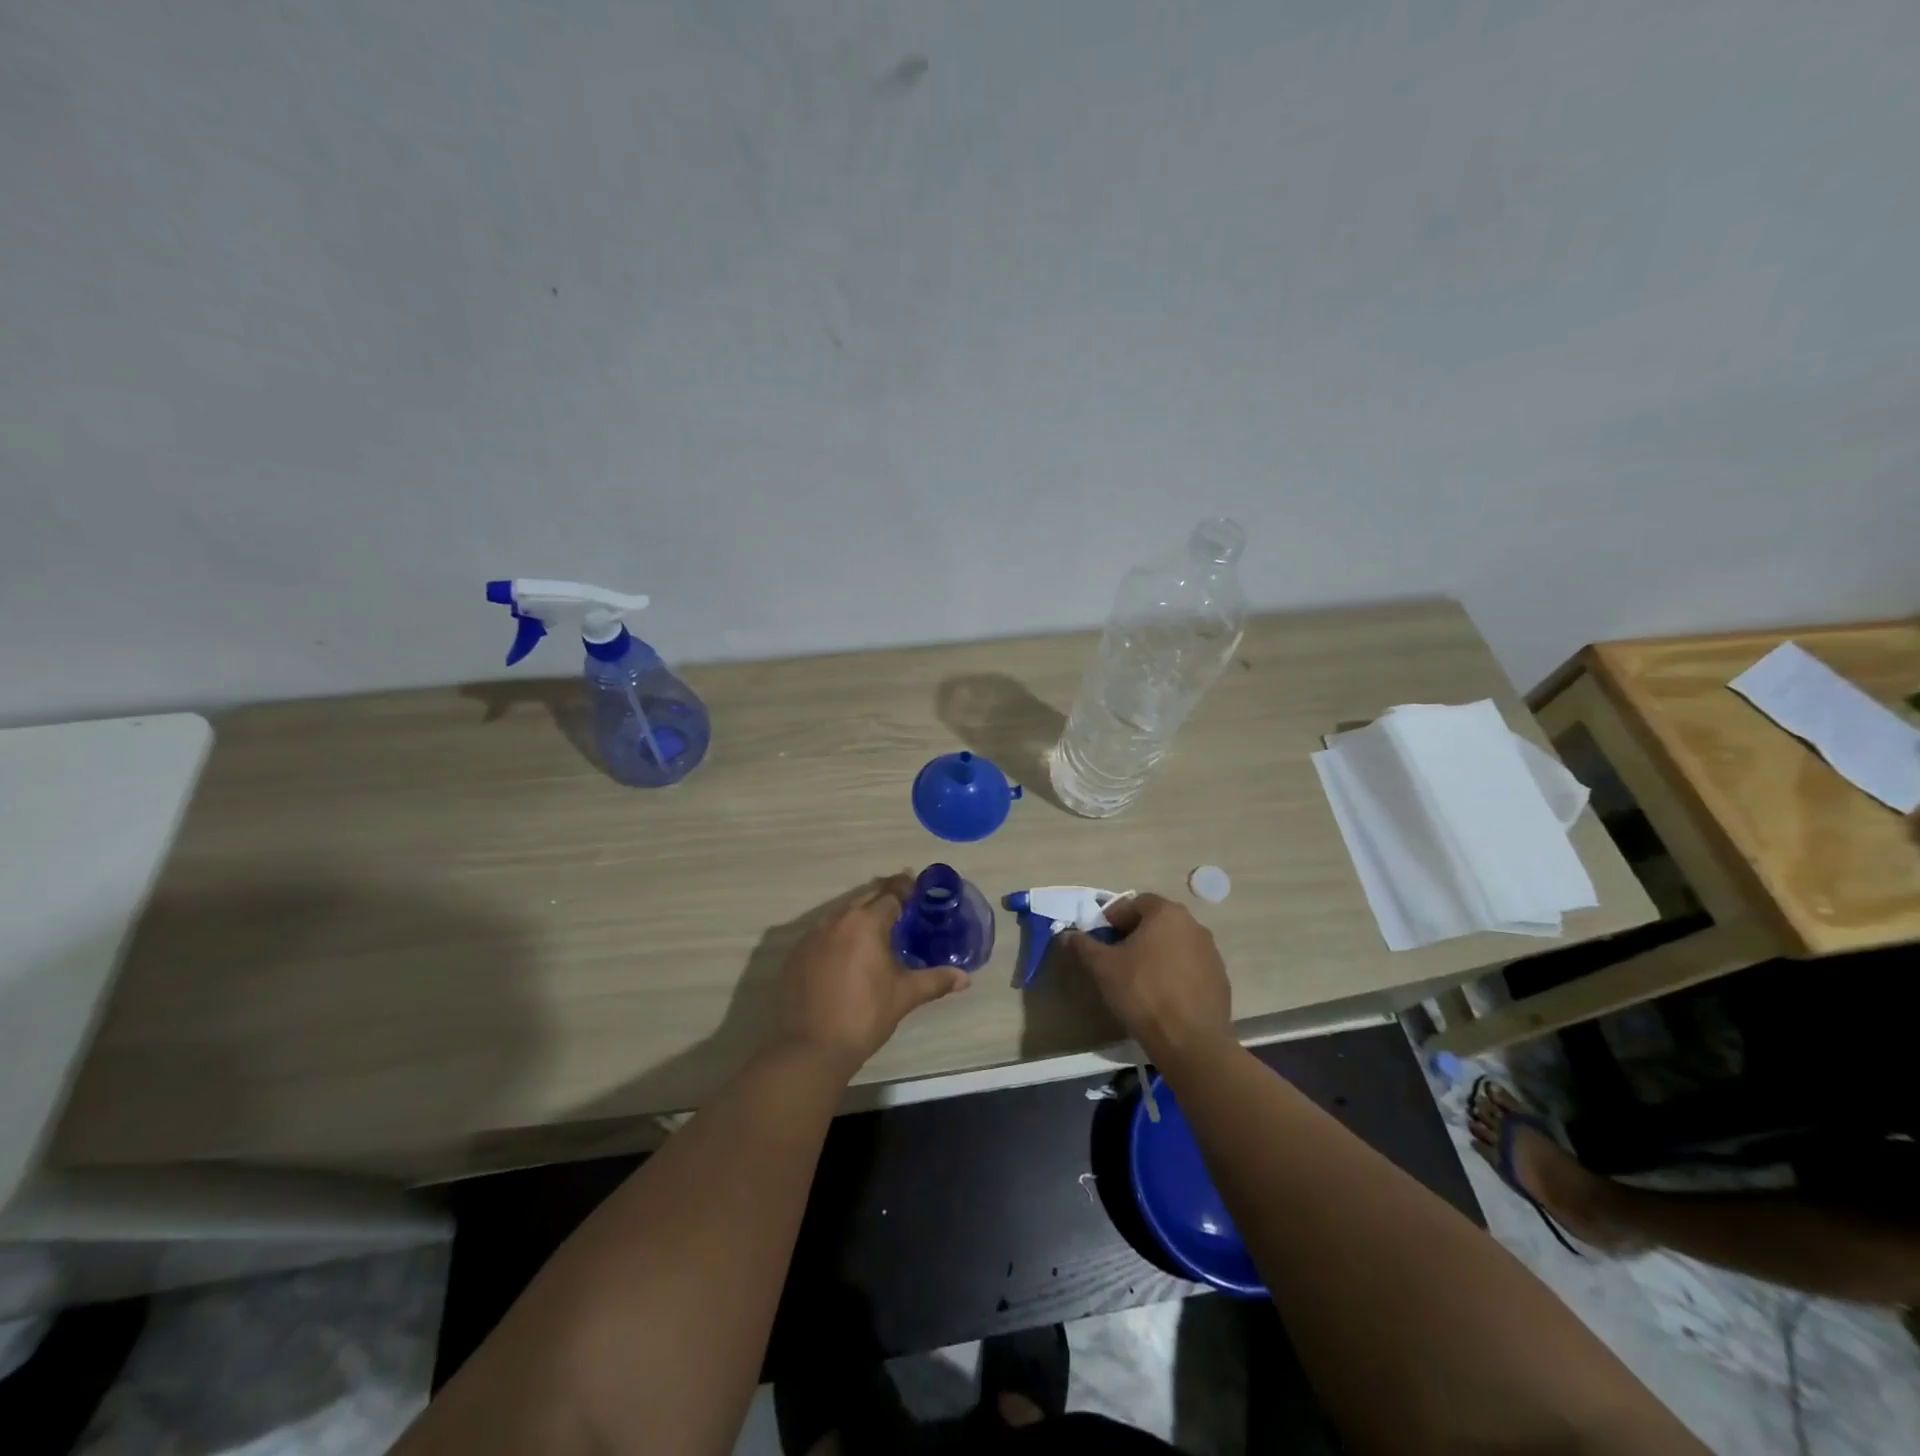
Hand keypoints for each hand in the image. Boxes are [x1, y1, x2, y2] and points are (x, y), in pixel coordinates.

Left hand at [770, 872, 970, 1074]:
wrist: (809, 1048)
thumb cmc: (864, 1015)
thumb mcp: (904, 996)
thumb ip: (935, 981)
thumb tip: (964, 977)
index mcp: (866, 923)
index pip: (891, 894)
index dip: (905, 889)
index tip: (917, 889)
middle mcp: (836, 920)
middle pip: (864, 899)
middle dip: (883, 899)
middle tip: (901, 908)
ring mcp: (810, 937)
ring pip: (840, 916)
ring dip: (858, 918)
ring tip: (874, 932)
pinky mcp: (795, 955)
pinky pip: (821, 935)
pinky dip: (837, 937)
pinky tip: (845, 956)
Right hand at [1063, 894, 1230, 1064]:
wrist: (1190, 1041)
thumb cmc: (1143, 992)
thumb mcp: (1103, 967)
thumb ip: (1083, 946)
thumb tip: (1067, 935)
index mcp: (1166, 913)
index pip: (1135, 903)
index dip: (1114, 918)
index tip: (1101, 938)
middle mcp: (1193, 925)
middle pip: (1157, 921)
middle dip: (1135, 934)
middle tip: (1117, 957)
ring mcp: (1211, 952)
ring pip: (1175, 943)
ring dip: (1156, 953)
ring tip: (1139, 977)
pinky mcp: (1220, 978)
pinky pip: (1190, 966)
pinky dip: (1174, 972)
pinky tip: (1162, 995)